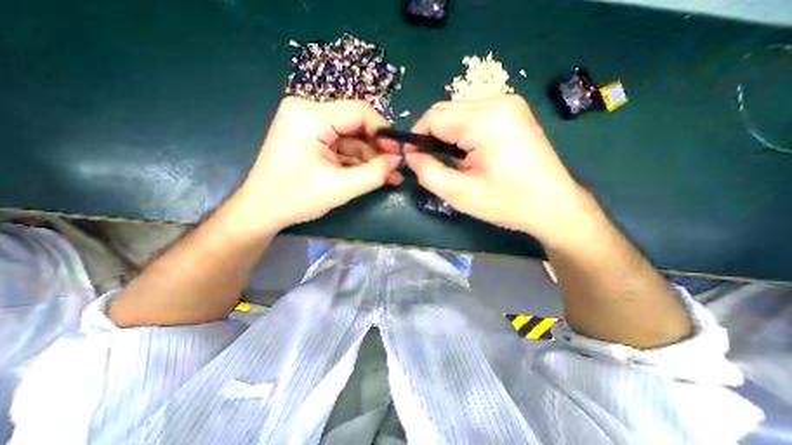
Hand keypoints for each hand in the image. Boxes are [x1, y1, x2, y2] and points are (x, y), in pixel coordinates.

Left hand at [233, 97, 398, 231]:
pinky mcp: (313, 139)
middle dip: (377, 150)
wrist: (263, 210)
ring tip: (389, 177)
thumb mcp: (339, 188)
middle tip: (394, 169)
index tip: (396, 154)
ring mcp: (310, 126)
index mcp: (310, 116)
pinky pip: (343, 147)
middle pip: (356, 125)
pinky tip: (373, 175)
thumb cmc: (295, 198)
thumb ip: (374, 174)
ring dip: (370, 159)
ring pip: (352, 139)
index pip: (359, 112)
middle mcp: (309, 113)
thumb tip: (398, 160)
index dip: (382, 132)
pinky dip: (358, 162)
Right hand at [404, 94, 589, 242]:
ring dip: (445, 133)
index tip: (413, 158)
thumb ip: (428, 173)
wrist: (553, 205)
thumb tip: (410, 155)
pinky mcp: (512, 110)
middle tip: (431, 162)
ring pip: (457, 110)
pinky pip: (472, 113)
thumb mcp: (460, 194)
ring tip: (451, 159)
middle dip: (431, 135)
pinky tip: (467, 151)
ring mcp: (509, 102)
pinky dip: (460, 130)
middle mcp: (498, 101)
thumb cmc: (507, 203)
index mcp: (486, 121)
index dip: (416, 136)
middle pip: (445, 110)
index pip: (434, 117)